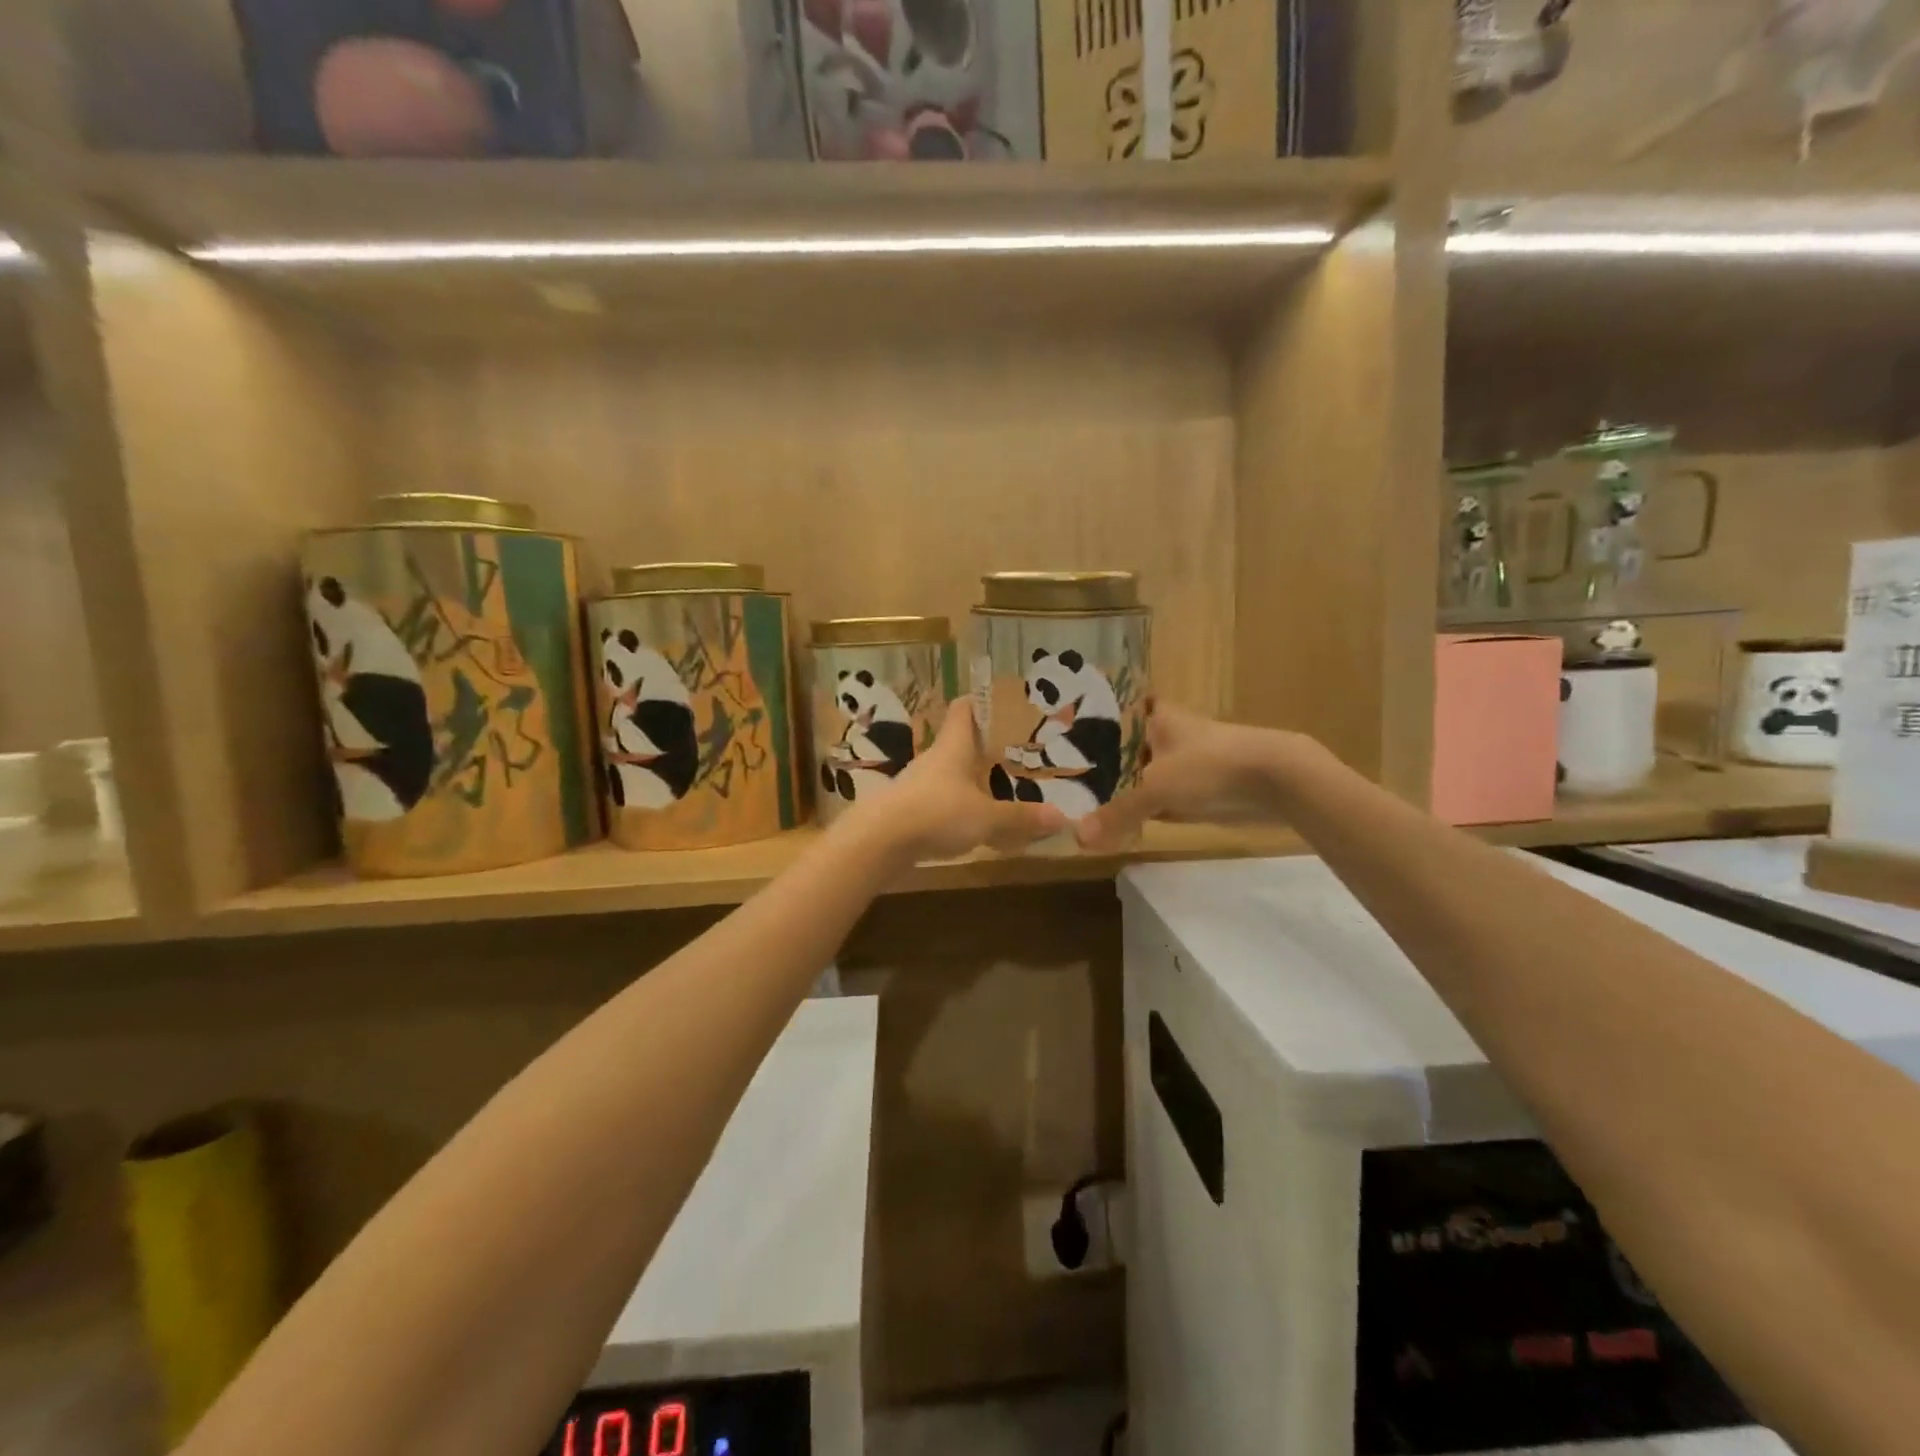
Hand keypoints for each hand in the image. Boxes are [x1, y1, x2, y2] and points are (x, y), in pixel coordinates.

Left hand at [843, 702, 1066, 862]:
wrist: (878, 840)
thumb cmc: (936, 813)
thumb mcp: (987, 818)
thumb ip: (1021, 817)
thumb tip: (1062, 817)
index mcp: (953, 746)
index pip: (964, 709)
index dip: (980, 701)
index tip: (1000, 702)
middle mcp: (934, 759)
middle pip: (958, 742)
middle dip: (983, 746)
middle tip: (1013, 752)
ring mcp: (917, 784)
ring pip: (949, 774)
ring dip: (969, 779)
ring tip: (998, 788)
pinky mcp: (908, 809)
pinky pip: (939, 801)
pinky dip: (956, 806)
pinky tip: (972, 822)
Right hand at [1075, 702, 1316, 852]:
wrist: (1276, 780)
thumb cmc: (1209, 766)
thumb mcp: (1156, 788)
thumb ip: (1117, 812)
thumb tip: (1078, 838)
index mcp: (1153, 717)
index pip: (1111, 712)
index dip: (1087, 724)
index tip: (1058, 736)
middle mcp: (1163, 735)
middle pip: (1121, 749)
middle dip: (1096, 764)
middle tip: (1058, 779)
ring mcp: (1181, 763)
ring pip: (1138, 775)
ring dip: (1117, 789)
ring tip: (1076, 802)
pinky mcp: (1195, 789)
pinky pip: (1156, 799)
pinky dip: (1139, 810)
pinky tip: (1113, 822)